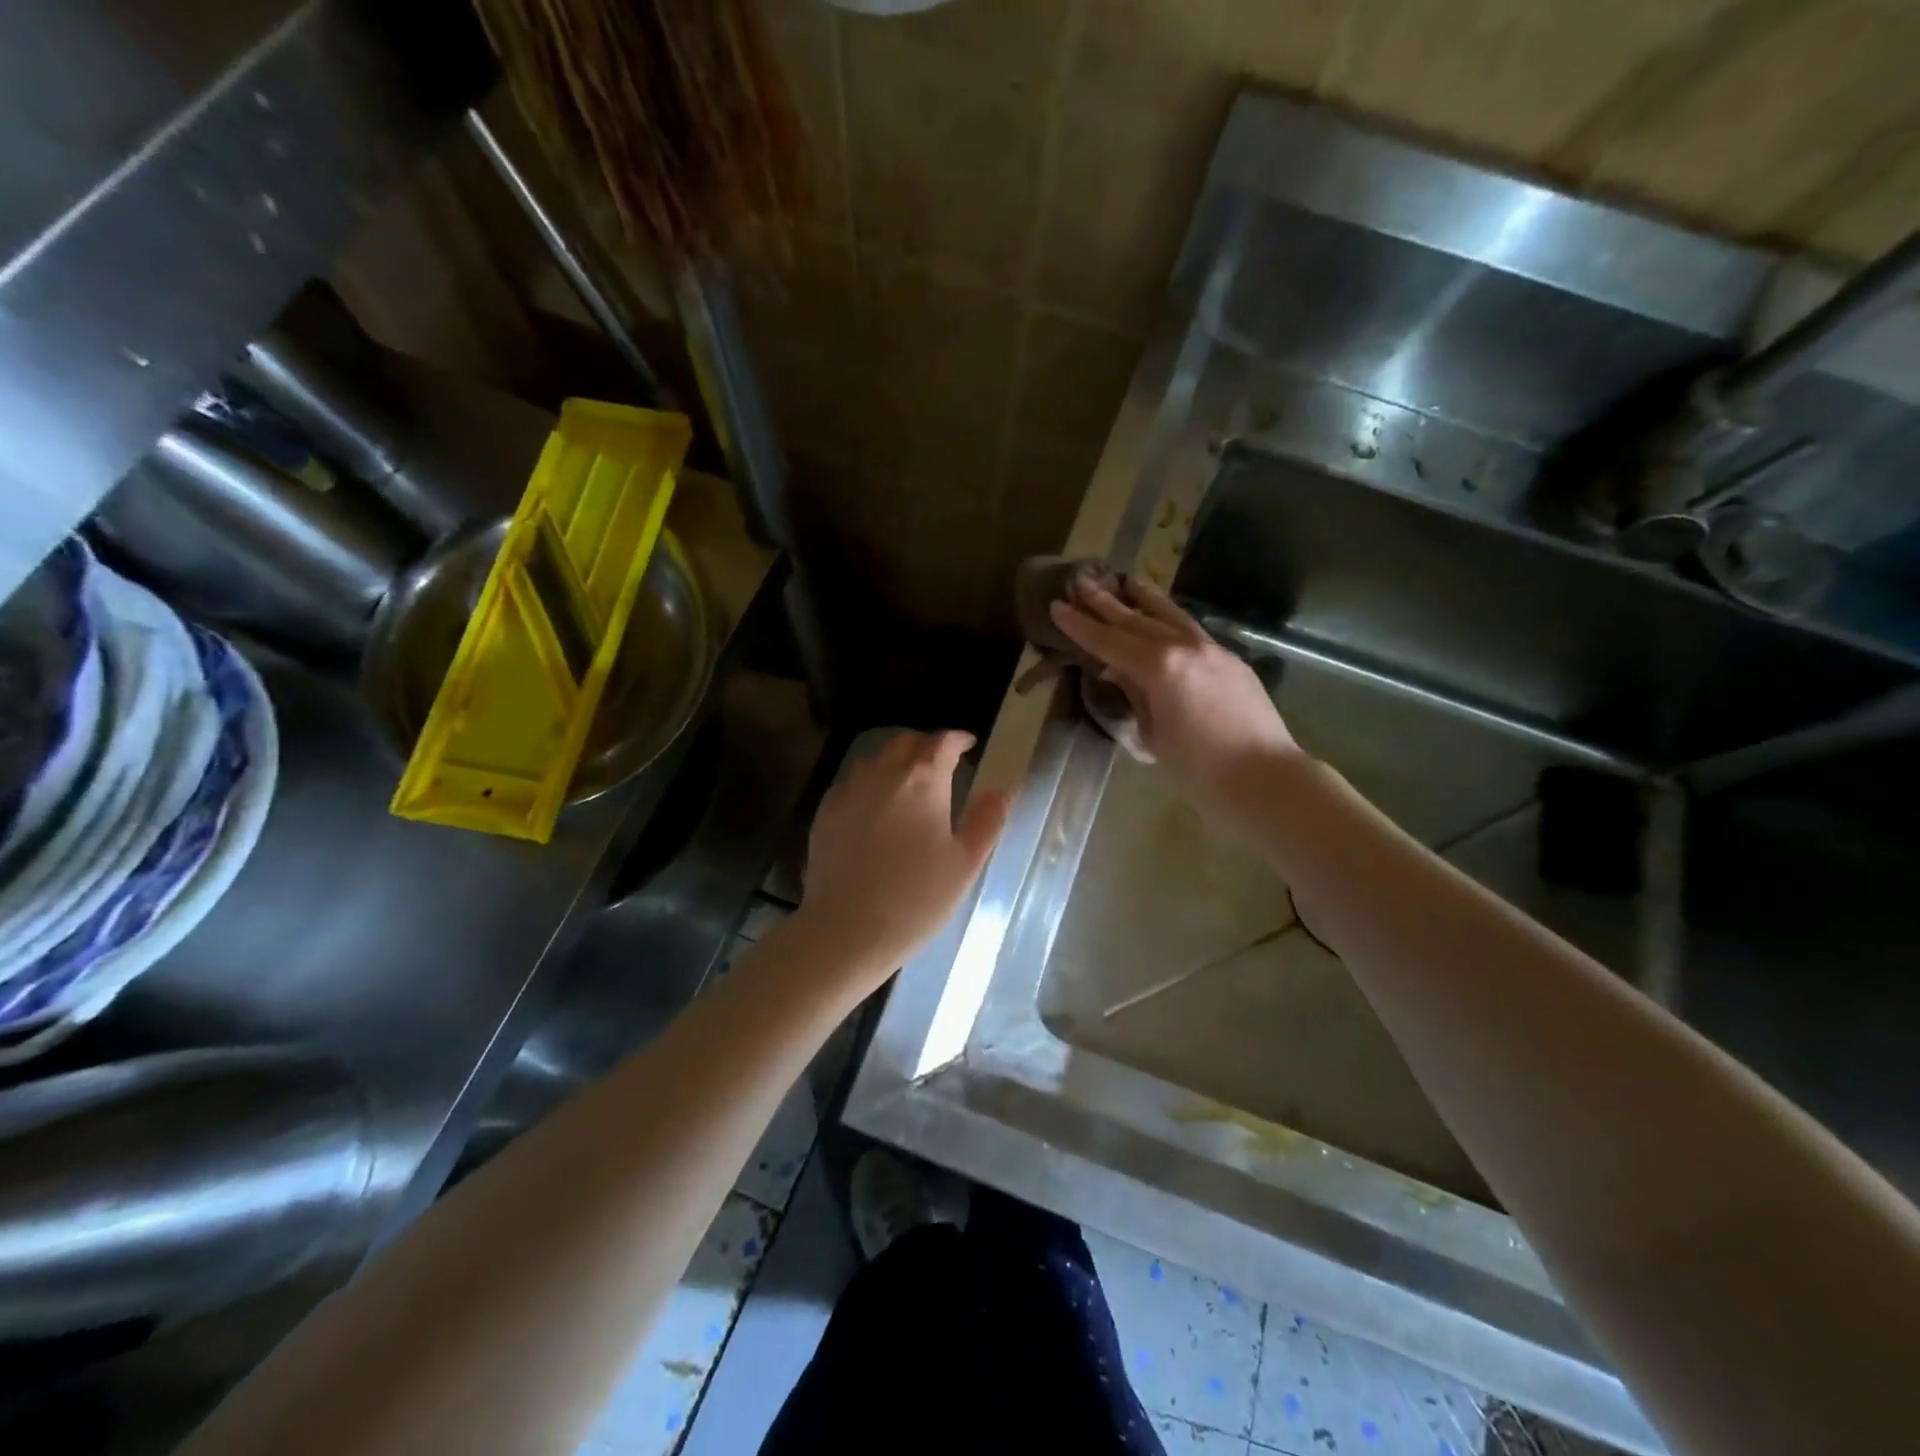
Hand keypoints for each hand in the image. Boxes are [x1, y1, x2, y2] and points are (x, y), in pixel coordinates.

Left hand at [795, 731, 1011, 986]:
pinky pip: (851, 783)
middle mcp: (883, 774)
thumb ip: (987, 819)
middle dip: (926, 745)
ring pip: (875, 759)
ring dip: (895, 762)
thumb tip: (1004, 788)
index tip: (968, 745)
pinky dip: (868, 783)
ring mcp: (849, 791)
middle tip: (941, 762)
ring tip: (908, 782)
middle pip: (905, 742)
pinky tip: (873, 807)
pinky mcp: (825, 812)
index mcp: (923, 780)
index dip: (958, 739)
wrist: (847, 929)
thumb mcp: (965, 862)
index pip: (942, 742)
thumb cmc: (917, 898)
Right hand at [1050, 577, 1301, 823]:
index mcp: (1160, 667)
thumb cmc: (1200, 770)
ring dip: (1146, 600)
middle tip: (1083, 582)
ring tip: (1127, 582)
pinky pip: (1193, 633)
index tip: (1058, 606)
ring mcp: (1214, 651)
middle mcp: (1186, 648)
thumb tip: (1123, 673)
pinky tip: (1164, 622)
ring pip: (1172, 617)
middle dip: (1107, 603)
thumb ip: (1137, 696)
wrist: (1266, 779)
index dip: (1081, 626)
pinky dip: (1171, 622)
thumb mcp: (1154, 736)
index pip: (1110, 642)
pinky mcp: (1232, 662)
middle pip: (1139, 621)